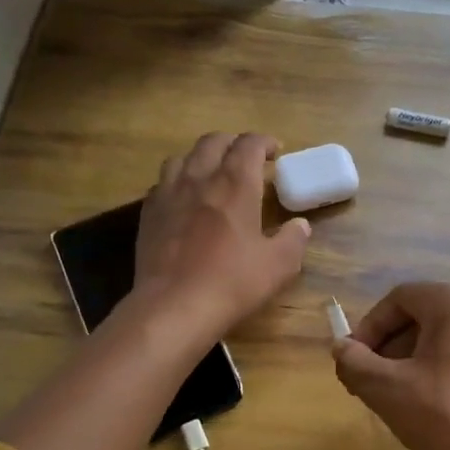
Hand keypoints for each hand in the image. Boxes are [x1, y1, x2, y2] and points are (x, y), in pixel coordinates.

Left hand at [134, 132, 309, 340]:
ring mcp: (168, 194)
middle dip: (233, 143)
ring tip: (212, 174)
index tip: (275, 152)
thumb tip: (300, 225)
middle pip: (213, 142)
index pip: (249, 144)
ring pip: (183, 157)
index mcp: (235, 184)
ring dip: (202, 158)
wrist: (174, 307)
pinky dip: (178, 182)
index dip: (264, 142)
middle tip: (246, 159)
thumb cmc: (232, 282)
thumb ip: (293, 240)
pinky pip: (162, 183)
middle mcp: (200, 178)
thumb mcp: (279, 265)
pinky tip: (184, 200)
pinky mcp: (148, 214)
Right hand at [332, 283, 449, 449]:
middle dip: (388, 348)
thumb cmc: (446, 417)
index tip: (353, 363)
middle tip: (370, 384)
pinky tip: (431, 411)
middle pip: (421, 318)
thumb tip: (340, 348)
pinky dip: (439, 375)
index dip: (368, 328)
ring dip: (411, 363)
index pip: (398, 299)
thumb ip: (355, 363)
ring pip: (442, 341)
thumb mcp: (387, 390)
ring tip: (396, 400)